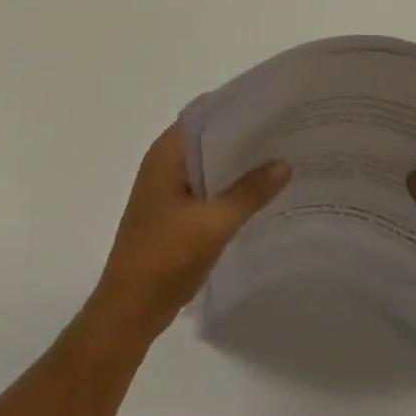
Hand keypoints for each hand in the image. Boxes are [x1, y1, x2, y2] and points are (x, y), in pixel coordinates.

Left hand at [87, 123, 290, 344]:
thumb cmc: (165, 258)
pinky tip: (259, 195)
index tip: (272, 105)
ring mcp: (167, 187)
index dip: (236, 105)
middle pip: (208, 136)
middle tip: (286, 133)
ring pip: (209, 163)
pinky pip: (206, 186)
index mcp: (167, 153)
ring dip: (238, 163)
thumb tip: (284, 163)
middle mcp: (165, 162)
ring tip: (280, 159)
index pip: (204, 112)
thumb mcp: (213, 225)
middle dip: (244, 135)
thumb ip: (249, 193)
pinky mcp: (173, 211)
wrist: (129, 310)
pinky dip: (229, 186)